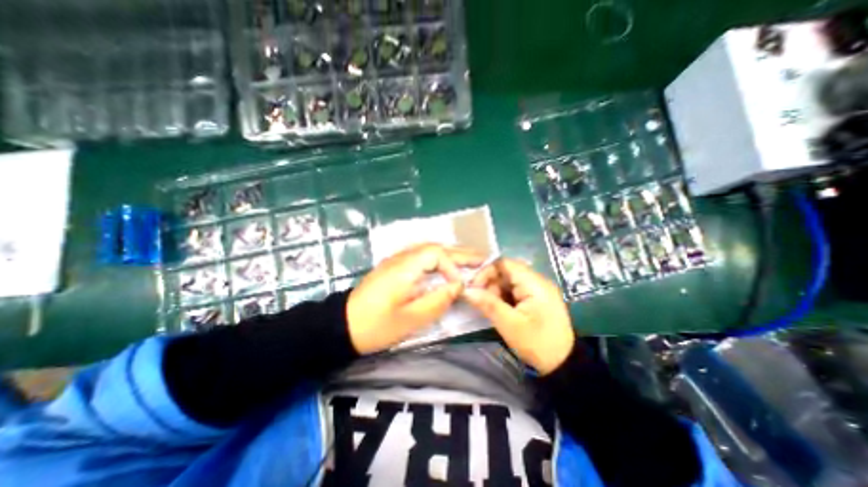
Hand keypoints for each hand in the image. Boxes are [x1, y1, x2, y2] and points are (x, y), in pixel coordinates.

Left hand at [347, 243, 484, 353]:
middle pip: (435, 248)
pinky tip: (445, 264)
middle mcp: (401, 257)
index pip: (437, 255)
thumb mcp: (410, 319)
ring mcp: (396, 260)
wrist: (343, 326)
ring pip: (428, 249)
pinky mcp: (394, 266)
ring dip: (450, 253)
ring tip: (469, 259)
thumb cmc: (376, 326)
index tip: (460, 286)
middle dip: (459, 253)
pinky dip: (438, 258)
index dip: (453, 267)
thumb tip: (458, 287)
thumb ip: (438, 301)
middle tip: (482, 258)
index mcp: (404, 267)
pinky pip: (421, 255)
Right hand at [465, 261, 574, 374]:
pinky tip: (499, 310)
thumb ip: (488, 304)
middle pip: (506, 271)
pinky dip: (503, 297)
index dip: (486, 271)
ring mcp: (537, 289)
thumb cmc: (537, 344)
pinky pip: (514, 291)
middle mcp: (536, 281)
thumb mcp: (510, 325)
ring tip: (489, 308)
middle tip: (480, 300)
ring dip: (495, 292)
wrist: (564, 365)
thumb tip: (467, 290)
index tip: (473, 287)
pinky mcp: (535, 298)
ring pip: (508, 281)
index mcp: (534, 283)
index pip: (505, 263)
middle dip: (490, 284)